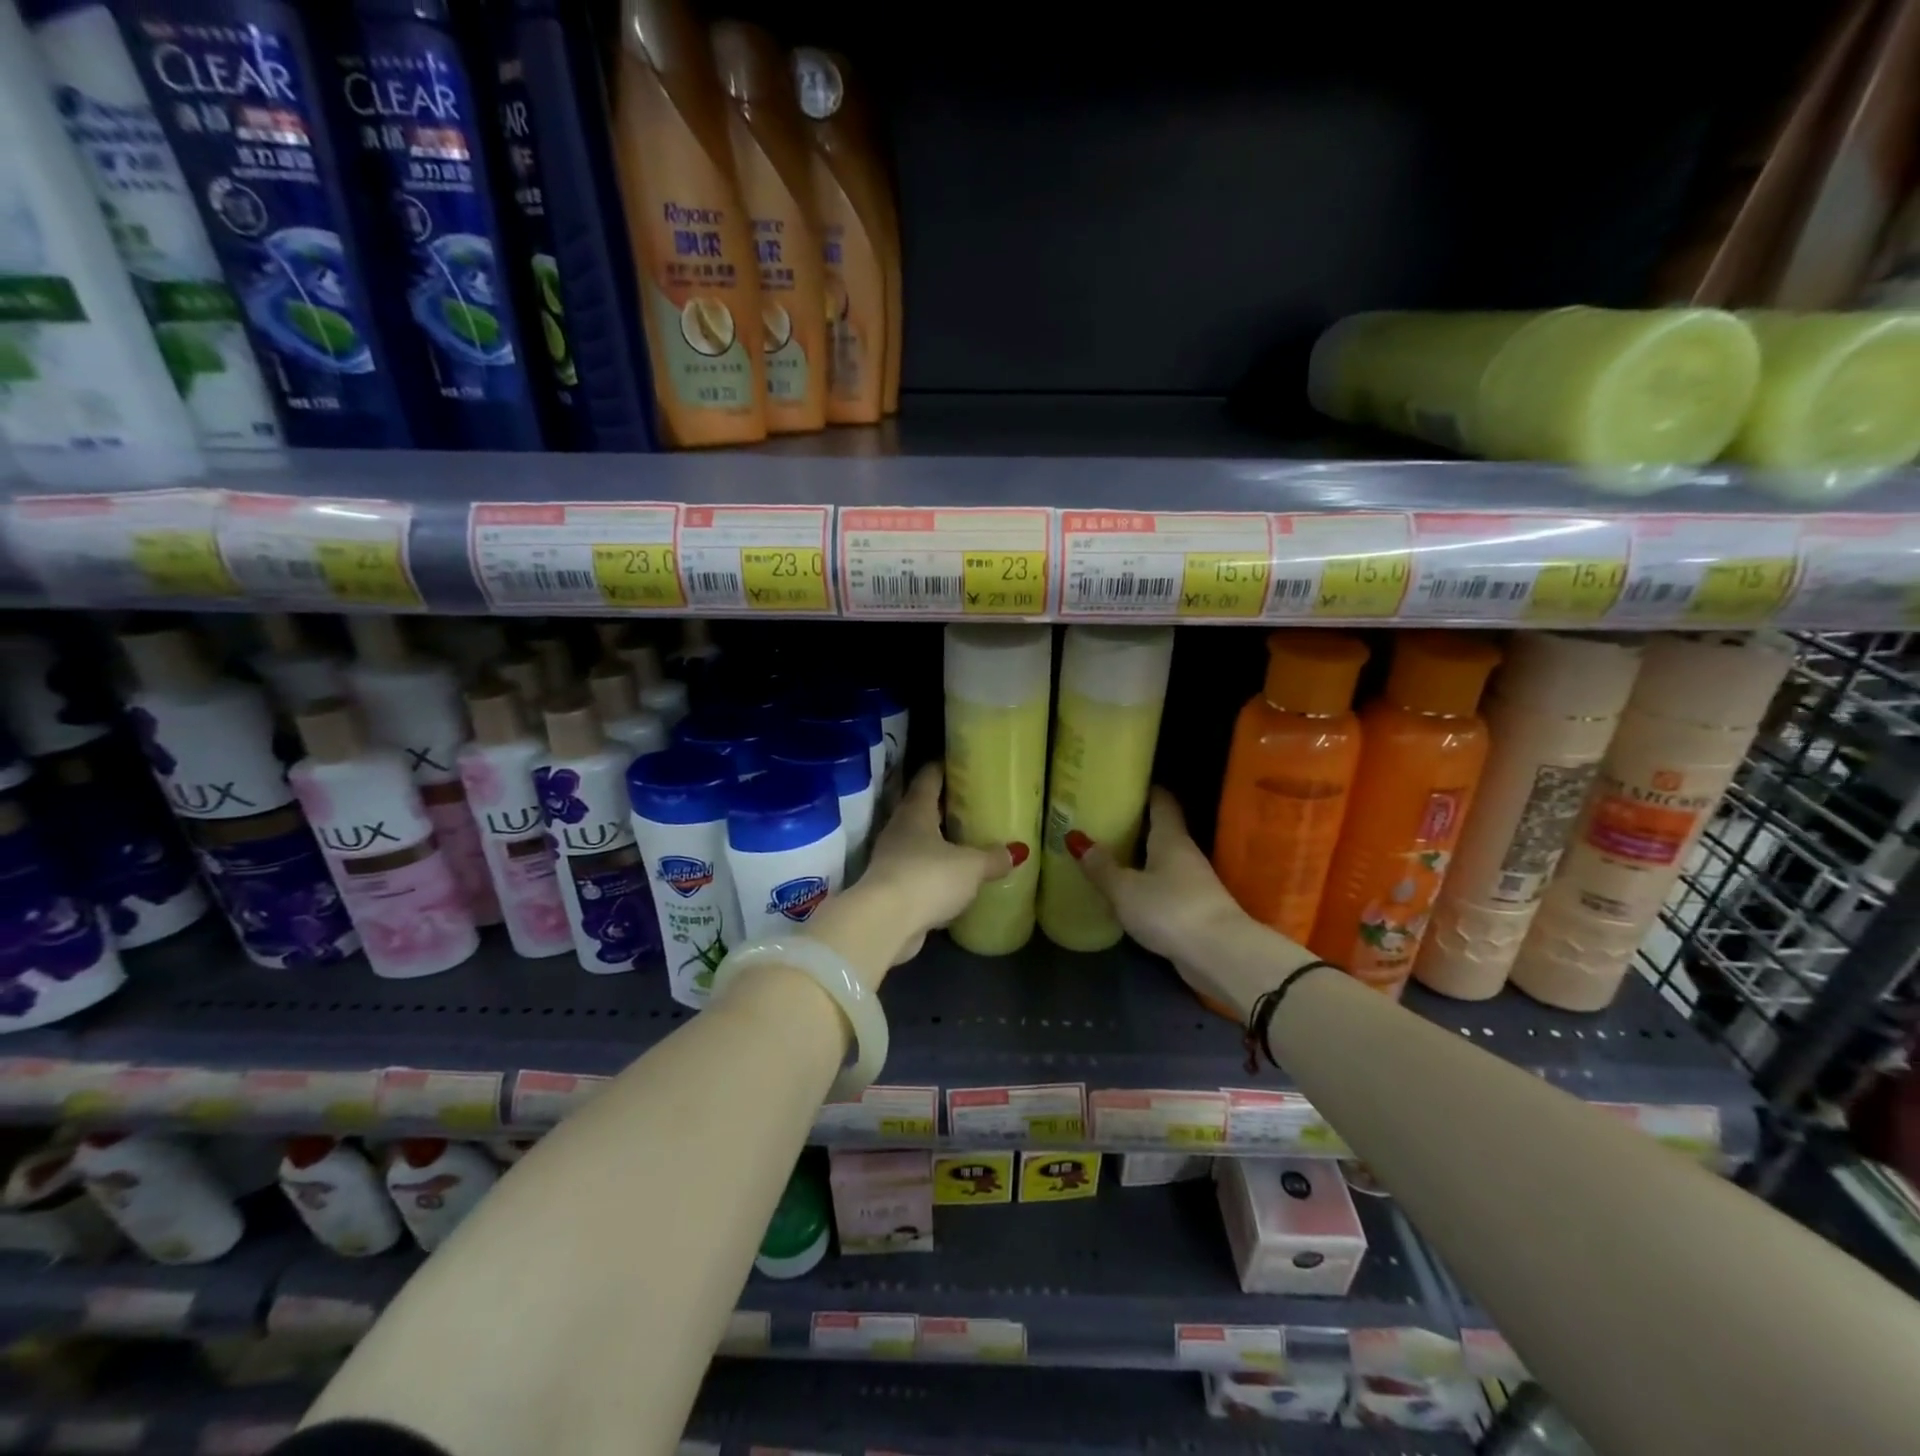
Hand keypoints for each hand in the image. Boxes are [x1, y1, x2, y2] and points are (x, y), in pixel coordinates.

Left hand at [810, 764, 1019, 973]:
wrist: (885, 923)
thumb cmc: (928, 878)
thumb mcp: (970, 866)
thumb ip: (993, 857)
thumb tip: (1017, 852)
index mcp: (915, 811)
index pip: (928, 778)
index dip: (942, 767)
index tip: (959, 761)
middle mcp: (899, 829)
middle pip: (922, 809)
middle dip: (944, 806)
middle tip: (973, 802)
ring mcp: (892, 859)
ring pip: (919, 842)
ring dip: (939, 841)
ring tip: (968, 841)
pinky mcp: (892, 889)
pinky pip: (918, 872)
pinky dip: (935, 872)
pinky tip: (955, 879)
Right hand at [1072, 788, 1295, 1016]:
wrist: (1220, 955)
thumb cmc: (1170, 909)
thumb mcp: (1125, 888)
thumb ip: (1101, 866)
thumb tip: (1075, 837)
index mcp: (1170, 838)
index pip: (1162, 801)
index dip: (1146, 789)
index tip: (1124, 783)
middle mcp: (1185, 853)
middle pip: (1161, 830)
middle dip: (1136, 824)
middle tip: (1104, 819)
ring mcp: (1193, 882)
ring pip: (1163, 860)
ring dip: (1141, 857)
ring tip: (1109, 854)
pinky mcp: (1194, 909)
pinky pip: (1165, 886)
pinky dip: (1147, 883)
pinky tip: (1127, 891)